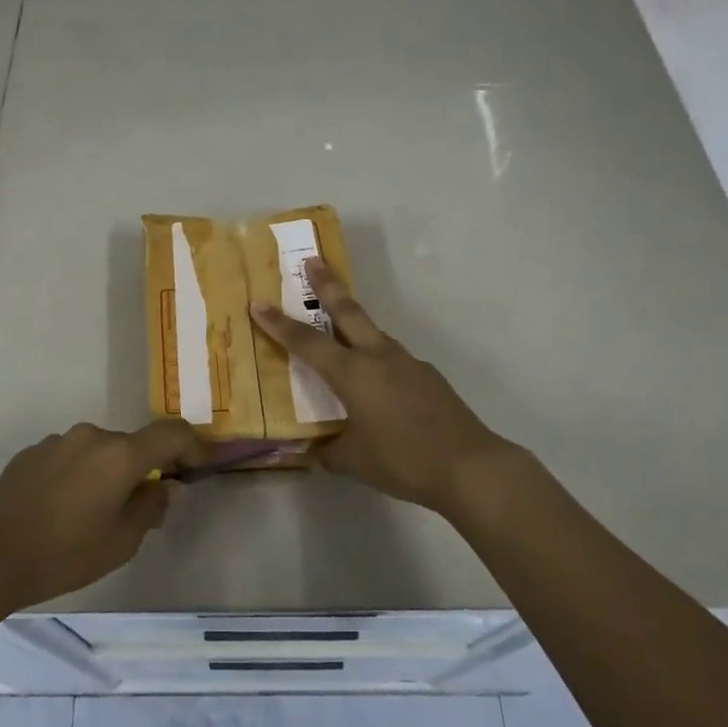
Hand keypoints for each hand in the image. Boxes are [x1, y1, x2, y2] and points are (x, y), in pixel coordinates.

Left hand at [0, 420, 198, 611]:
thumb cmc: (64, 554)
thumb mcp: (121, 542)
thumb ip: (150, 508)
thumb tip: (163, 489)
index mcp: (119, 454)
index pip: (171, 433)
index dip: (192, 446)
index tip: (198, 468)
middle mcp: (91, 436)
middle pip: (132, 444)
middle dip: (143, 468)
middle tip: (142, 506)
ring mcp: (58, 441)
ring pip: (98, 451)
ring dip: (108, 472)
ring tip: (95, 512)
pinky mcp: (31, 453)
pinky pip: (69, 458)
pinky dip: (78, 475)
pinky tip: (62, 509)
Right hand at [252, 260, 515, 516]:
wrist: (470, 466)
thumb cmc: (404, 461)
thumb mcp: (353, 462)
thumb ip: (327, 451)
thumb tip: (309, 450)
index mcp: (353, 374)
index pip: (306, 343)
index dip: (279, 324)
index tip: (258, 303)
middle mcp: (378, 358)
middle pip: (347, 311)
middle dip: (327, 284)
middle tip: (312, 260)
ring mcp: (406, 363)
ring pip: (372, 331)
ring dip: (352, 318)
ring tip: (338, 320)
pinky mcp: (426, 375)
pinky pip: (390, 356)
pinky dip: (374, 355)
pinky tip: (376, 379)